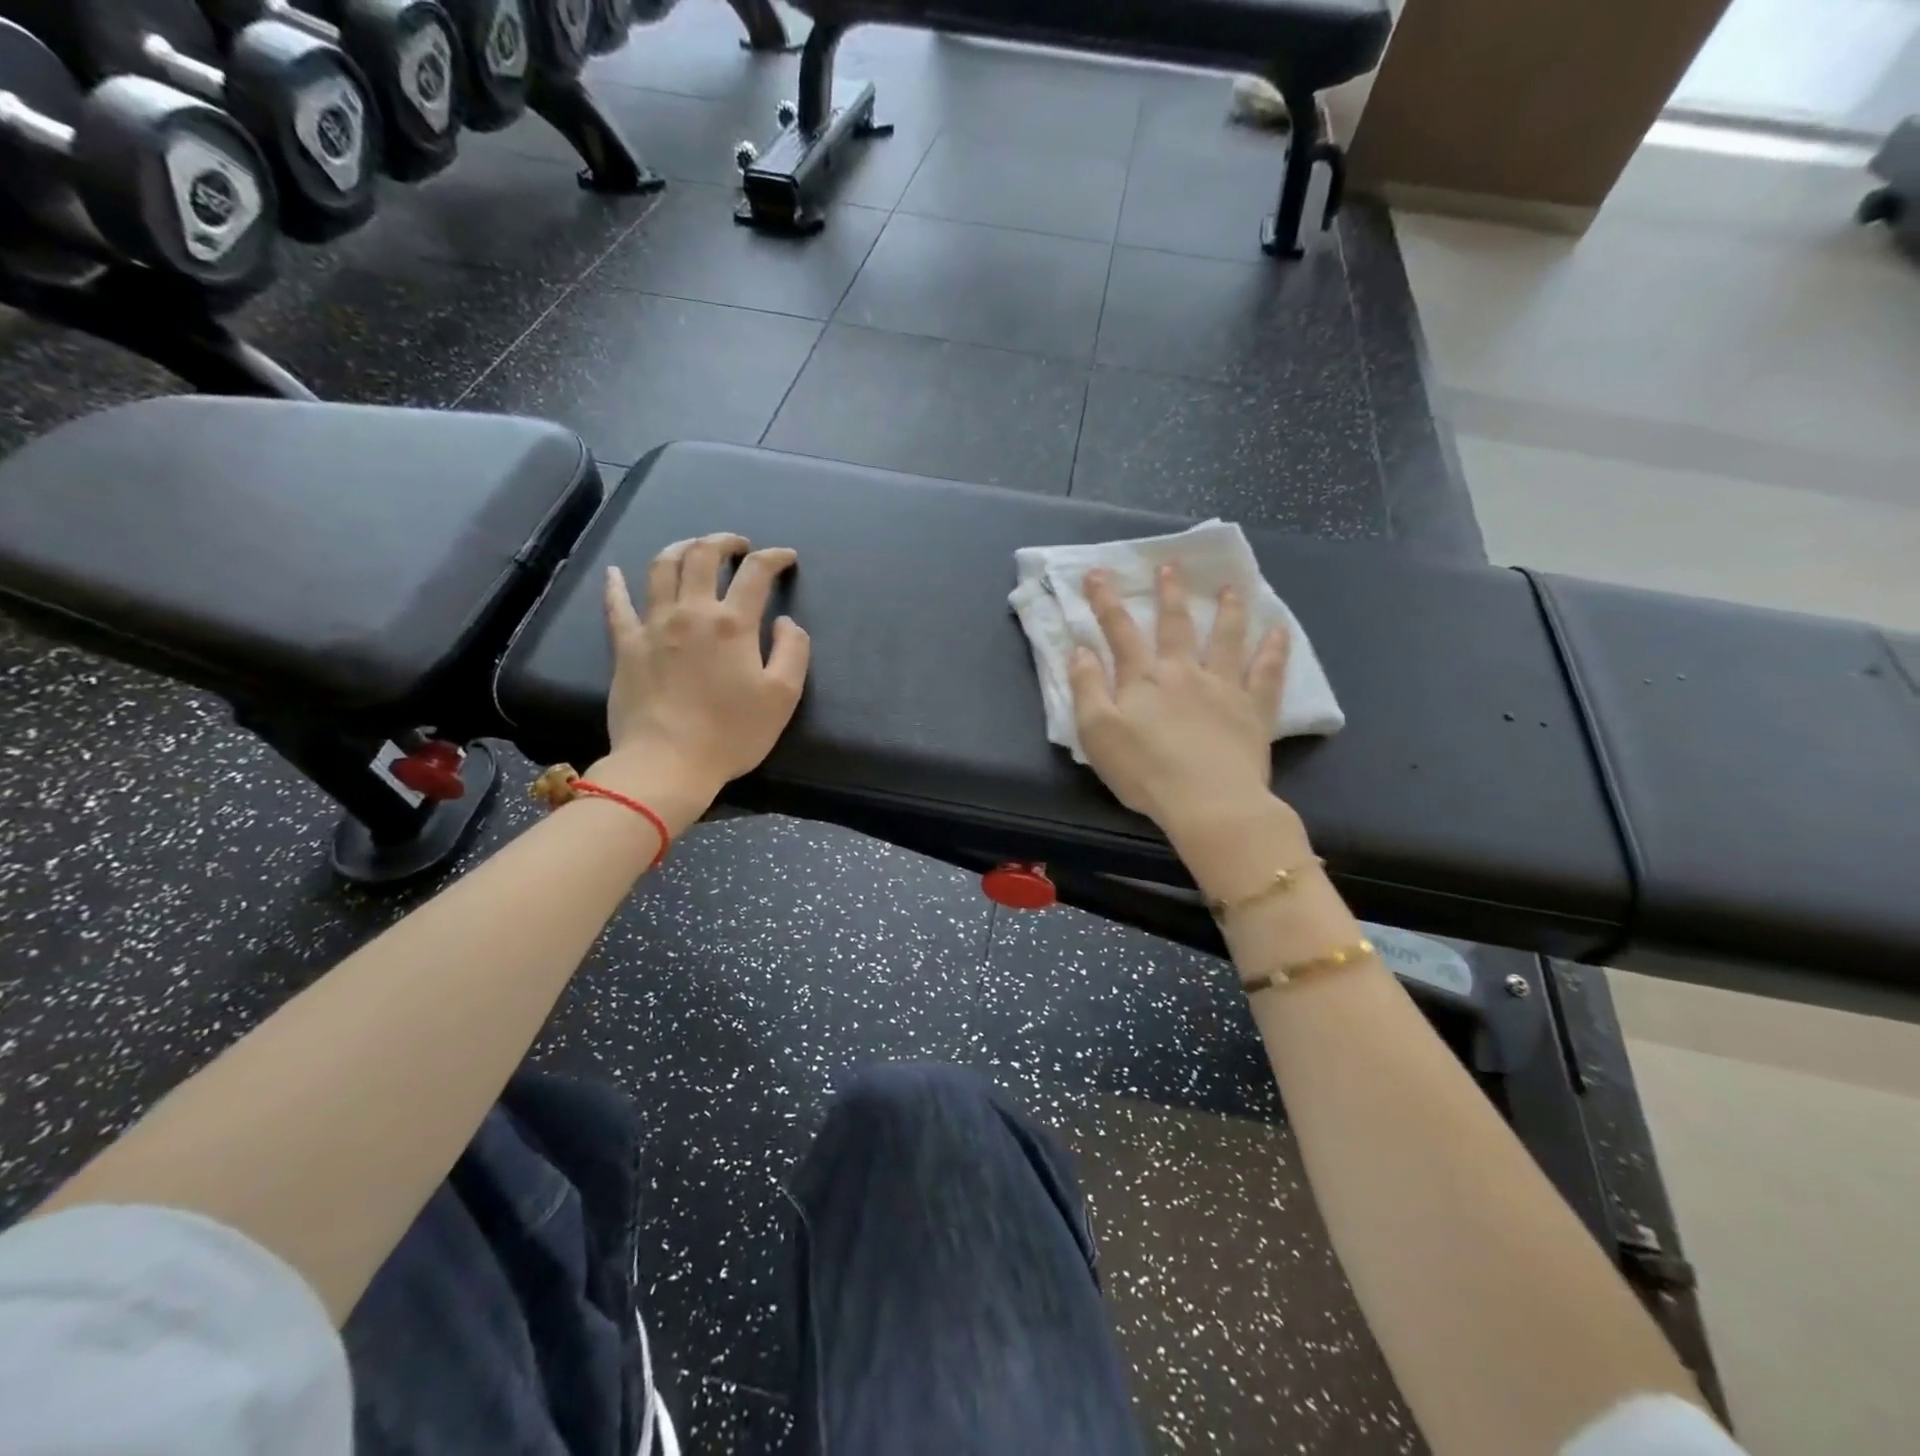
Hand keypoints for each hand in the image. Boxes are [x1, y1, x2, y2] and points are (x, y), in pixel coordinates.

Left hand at [596, 534, 809, 812]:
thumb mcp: (782, 697)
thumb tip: (785, 622)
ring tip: (692, 548)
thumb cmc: (732, 733)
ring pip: (661, 568)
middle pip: (702, 556)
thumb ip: (793, 651)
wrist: (667, 763)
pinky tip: (616, 573)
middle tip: (738, 546)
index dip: (774, 558)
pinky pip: (616, 605)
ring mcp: (652, 625)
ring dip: (680, 548)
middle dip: (724, 541)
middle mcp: (691, 612)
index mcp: (732, 623)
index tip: (785, 558)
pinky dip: (616, 585)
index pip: (756, 573)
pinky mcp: (625, 645)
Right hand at [1067, 563, 1288, 840]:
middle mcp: (1184, 672)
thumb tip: (1080, 649)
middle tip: (1171, 565)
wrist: (1208, 802)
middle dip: (1170, 593)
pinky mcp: (1253, 710)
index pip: (1120, 630)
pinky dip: (1274, 650)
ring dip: (1228, 610)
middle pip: (1176, 624)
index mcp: (1143, 678)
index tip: (1098, 573)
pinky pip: (1267, 673)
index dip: (1106, 601)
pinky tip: (1280, 631)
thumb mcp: (1096, 732)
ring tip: (1231, 587)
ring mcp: (1224, 687)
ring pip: (1227, 638)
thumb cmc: (1144, 771)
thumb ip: (1086, 687)